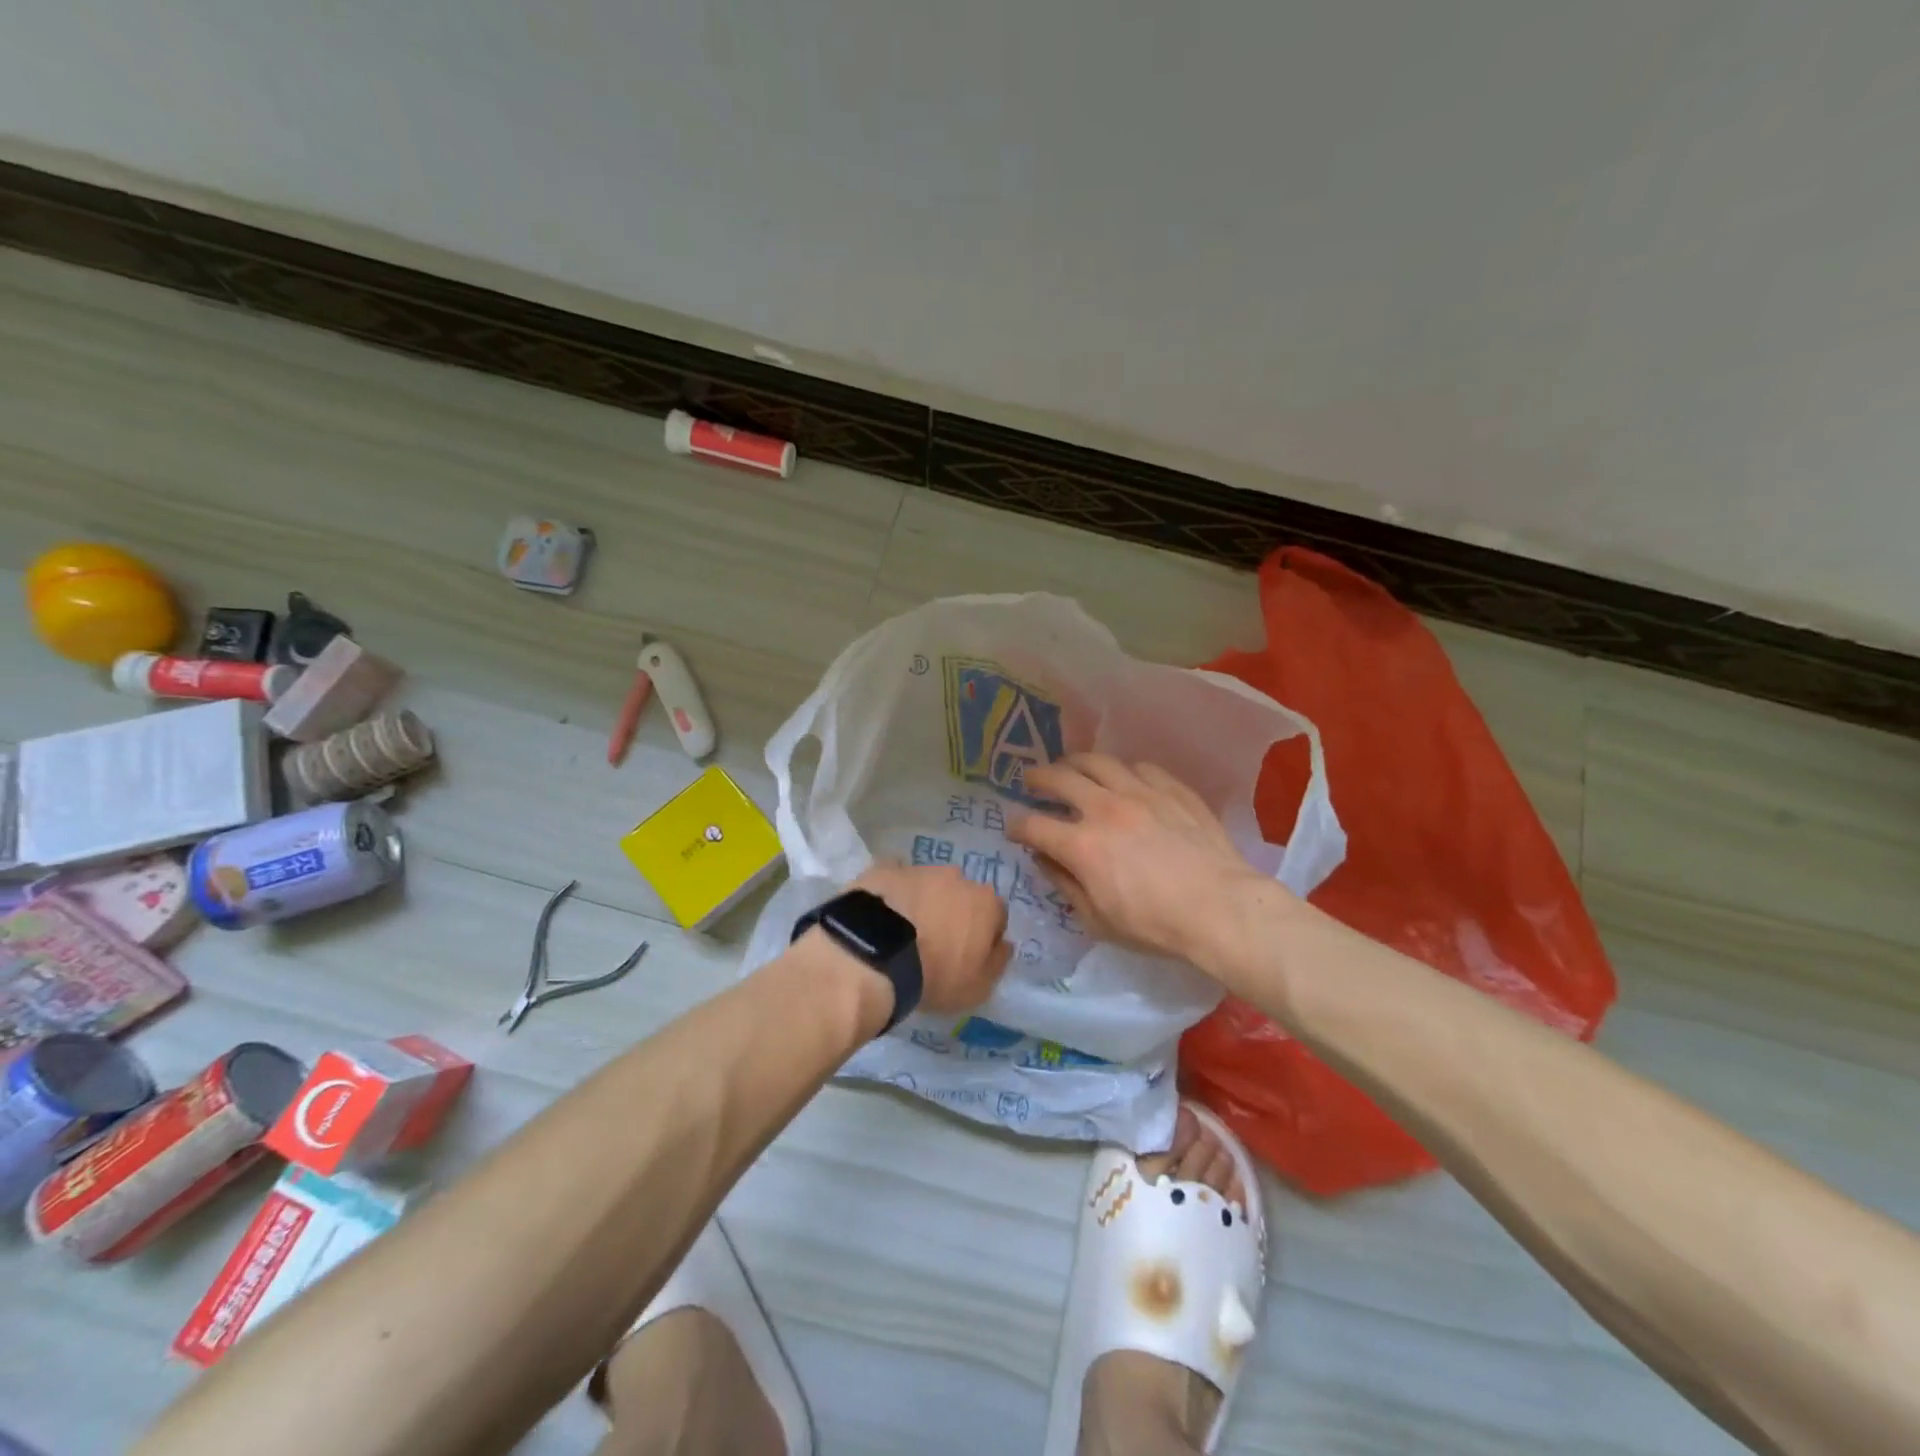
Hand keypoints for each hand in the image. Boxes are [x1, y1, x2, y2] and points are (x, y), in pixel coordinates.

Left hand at [852, 862, 1013, 1014]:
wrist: (875, 952)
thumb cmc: (934, 975)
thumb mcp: (978, 988)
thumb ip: (997, 962)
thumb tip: (1003, 944)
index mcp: (986, 903)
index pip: (996, 916)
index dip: (983, 937)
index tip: (967, 956)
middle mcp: (958, 877)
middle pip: (962, 895)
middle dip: (953, 913)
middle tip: (935, 942)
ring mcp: (919, 869)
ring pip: (928, 885)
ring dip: (923, 902)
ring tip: (903, 931)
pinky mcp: (885, 868)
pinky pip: (895, 879)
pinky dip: (893, 893)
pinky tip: (882, 913)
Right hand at [1008, 754, 1273, 962]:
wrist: (1221, 908)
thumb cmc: (1155, 925)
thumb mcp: (1098, 920)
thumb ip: (1066, 886)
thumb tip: (1045, 861)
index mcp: (1081, 845)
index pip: (1032, 825)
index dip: (1015, 826)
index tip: (1013, 829)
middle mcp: (1105, 808)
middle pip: (1059, 778)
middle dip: (1037, 778)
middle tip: (1031, 781)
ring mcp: (1141, 792)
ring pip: (1098, 761)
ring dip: (1075, 762)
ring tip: (1070, 767)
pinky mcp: (1172, 789)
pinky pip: (1140, 767)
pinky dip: (1123, 771)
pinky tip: (1123, 778)